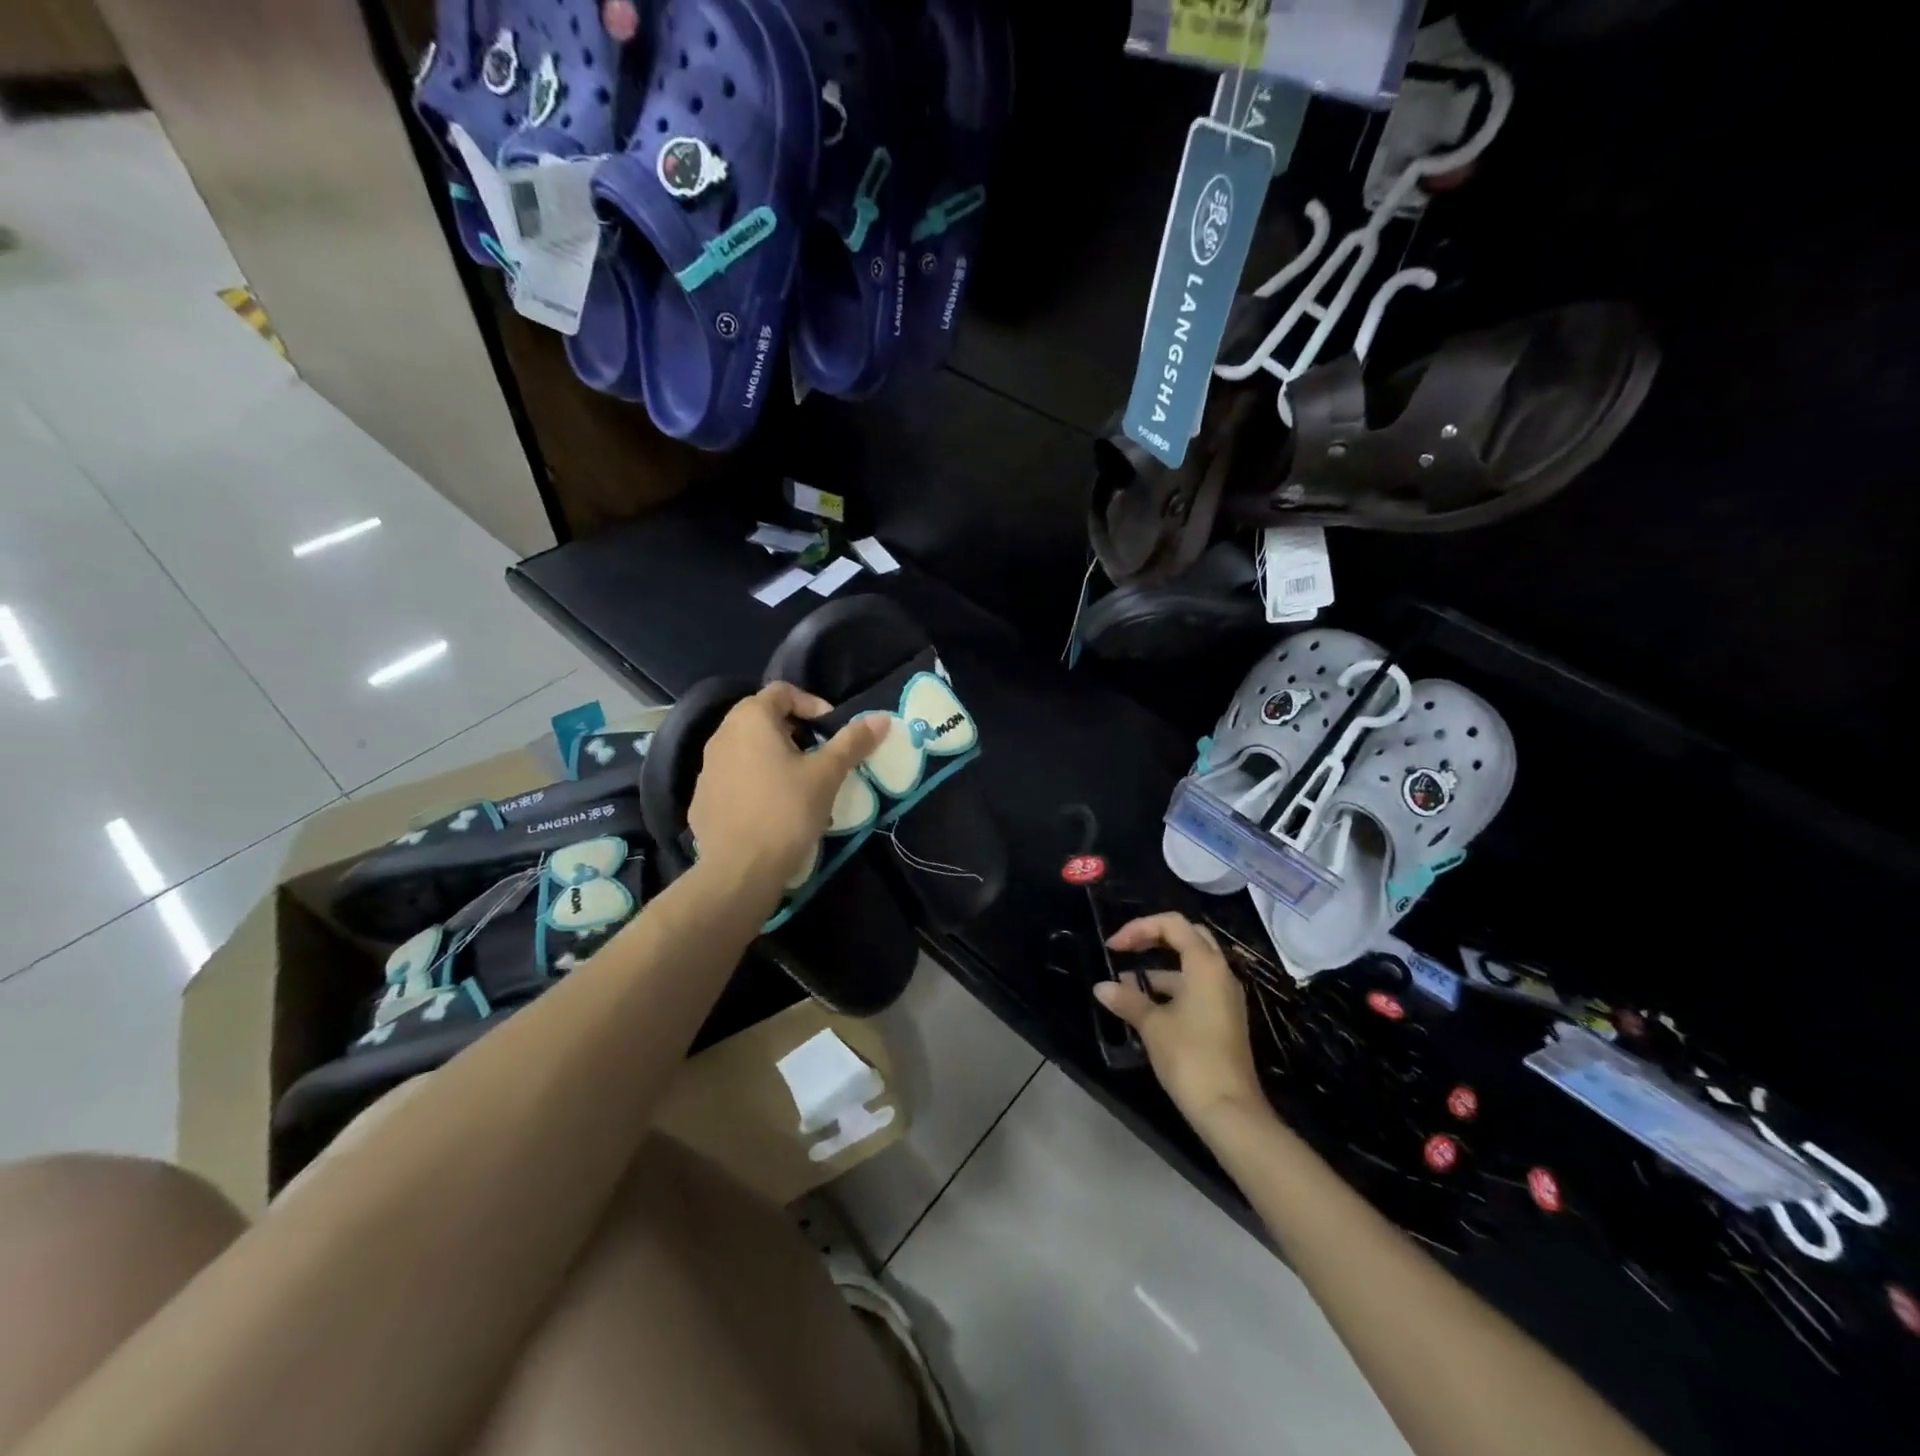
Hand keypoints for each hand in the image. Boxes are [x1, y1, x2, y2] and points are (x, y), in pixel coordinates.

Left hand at [687, 683, 887, 897]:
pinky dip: (756, 783)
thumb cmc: (787, 810)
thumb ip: (853, 742)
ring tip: (801, 787)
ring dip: (776, 758)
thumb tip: (882, 718)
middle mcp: (721, 736)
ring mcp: (707, 769)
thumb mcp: (827, 774)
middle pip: (763, 719)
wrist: (740, 869)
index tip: (832, 730)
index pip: (782, 692)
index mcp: (751, 719)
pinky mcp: (702, 800)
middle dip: (796, 733)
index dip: (812, 704)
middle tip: (820, 757)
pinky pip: (735, 779)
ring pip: (748, 751)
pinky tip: (774, 810)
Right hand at [1095, 913, 1262, 1123]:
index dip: (1139, 928)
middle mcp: (1220, 973)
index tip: (1114, 947)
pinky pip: (1196, 987)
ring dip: (1159, 967)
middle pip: (1187, 936)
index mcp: (1205, 965)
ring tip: (1126, 984)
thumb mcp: (1153, 1026)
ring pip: (1191, 964)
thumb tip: (1102, 987)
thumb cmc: (1190, 1057)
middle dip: (1153, 938)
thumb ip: (1127, 1000)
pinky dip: (1170, 988)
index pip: (1172, 924)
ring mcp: (1225, 996)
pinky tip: (1146, 1006)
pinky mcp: (1224, 1017)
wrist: (1229, 1110)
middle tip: (1125, 949)